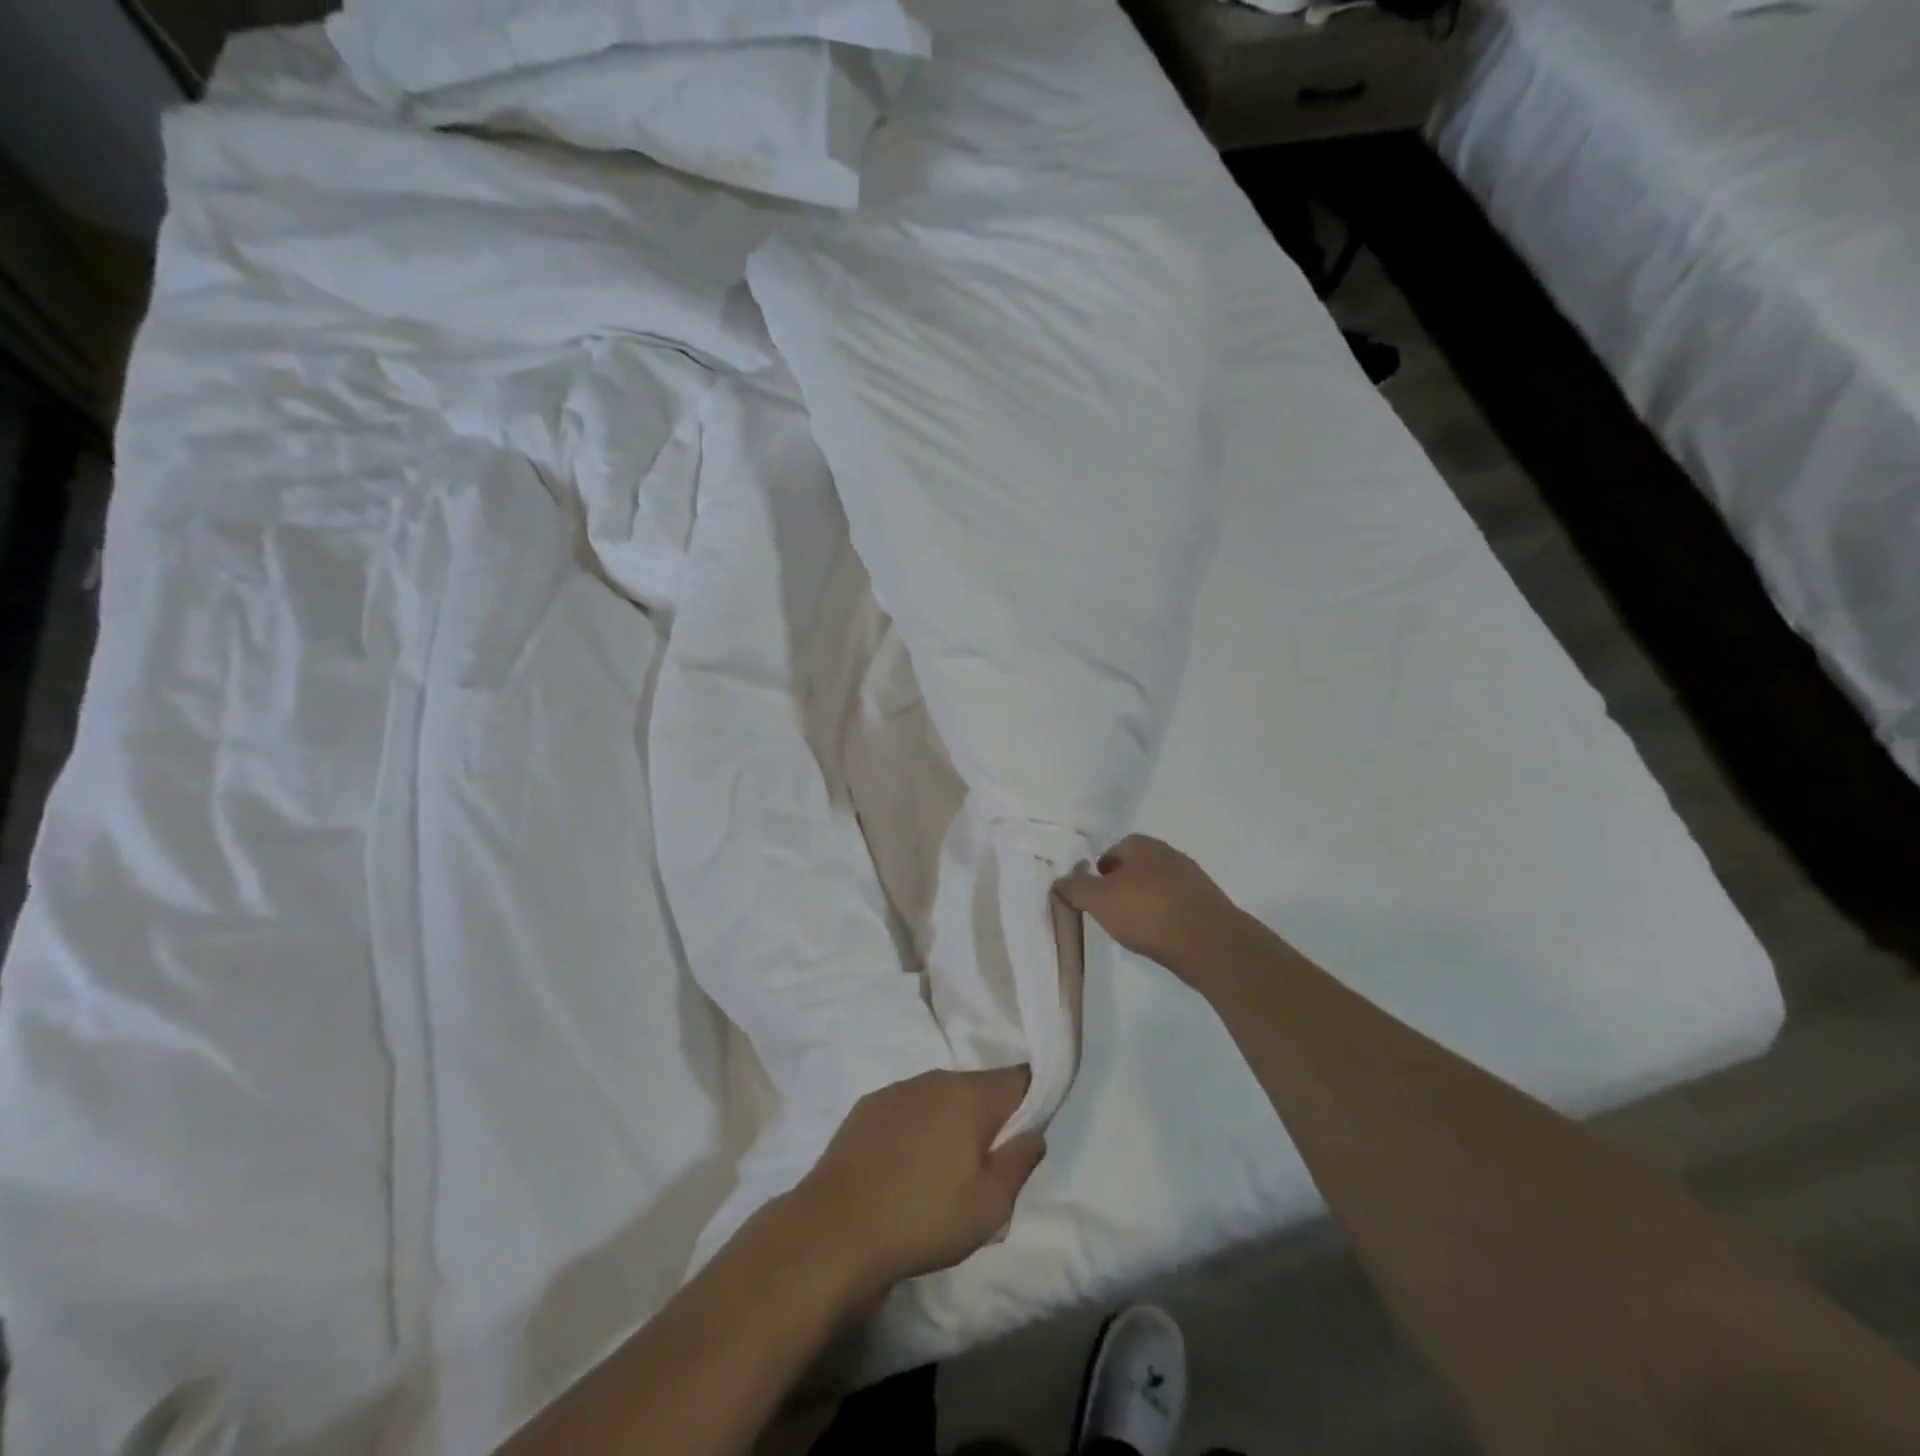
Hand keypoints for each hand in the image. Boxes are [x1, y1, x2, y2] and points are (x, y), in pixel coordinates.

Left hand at [791, 1068, 1044, 1301]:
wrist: (835, 1231)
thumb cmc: (923, 1218)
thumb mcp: (990, 1207)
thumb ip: (1020, 1162)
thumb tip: (1033, 1133)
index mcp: (970, 1096)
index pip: (1018, 1079)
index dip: (1031, 1101)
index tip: (1025, 1135)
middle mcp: (935, 1080)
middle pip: (977, 1088)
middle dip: (988, 1118)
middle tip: (984, 1167)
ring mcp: (897, 1090)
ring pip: (940, 1098)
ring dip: (949, 1123)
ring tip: (941, 1172)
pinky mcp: (866, 1108)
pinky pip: (907, 1110)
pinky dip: (915, 1130)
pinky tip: (903, 1168)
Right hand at [1054, 834, 1241, 976]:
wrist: (1210, 943)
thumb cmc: (1147, 913)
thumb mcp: (1098, 900)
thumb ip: (1075, 887)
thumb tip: (1060, 879)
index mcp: (1141, 845)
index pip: (1111, 851)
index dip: (1098, 874)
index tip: (1094, 899)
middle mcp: (1168, 853)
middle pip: (1135, 868)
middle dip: (1121, 888)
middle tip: (1111, 915)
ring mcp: (1192, 877)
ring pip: (1156, 887)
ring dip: (1144, 904)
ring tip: (1135, 930)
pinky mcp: (1208, 903)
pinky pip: (1176, 906)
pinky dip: (1165, 918)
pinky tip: (1160, 938)